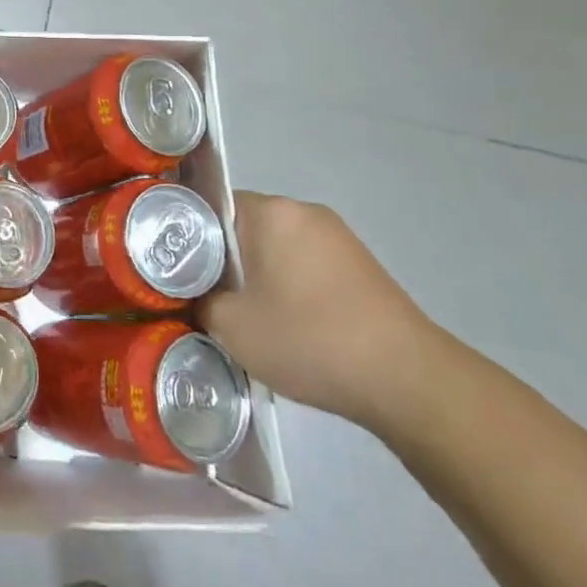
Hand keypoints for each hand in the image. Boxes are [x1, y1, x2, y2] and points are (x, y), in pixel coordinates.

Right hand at [197, 191, 437, 428]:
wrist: (407, 379)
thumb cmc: (308, 338)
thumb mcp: (231, 326)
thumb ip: (200, 302)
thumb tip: (196, 297)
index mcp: (272, 212)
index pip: (212, 206)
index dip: (190, 236)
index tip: (180, 270)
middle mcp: (306, 212)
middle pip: (245, 226)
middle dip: (226, 259)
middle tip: (208, 297)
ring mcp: (339, 238)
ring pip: (277, 248)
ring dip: (259, 275)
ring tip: (248, 317)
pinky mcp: (362, 266)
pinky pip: (307, 265)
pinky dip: (291, 287)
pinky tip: (289, 325)